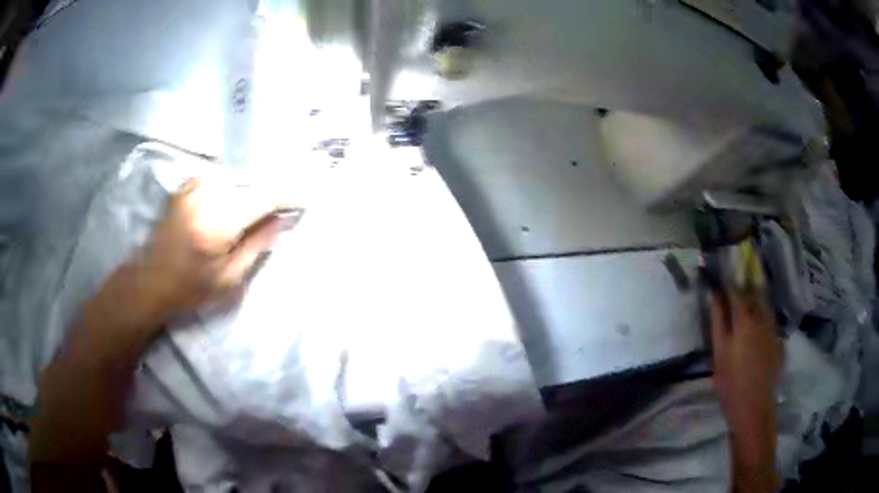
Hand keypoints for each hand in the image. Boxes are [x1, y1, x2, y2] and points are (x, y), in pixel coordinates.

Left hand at [132, 177, 286, 323]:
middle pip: (252, 181)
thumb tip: (280, 220)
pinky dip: (232, 183)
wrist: (150, 280)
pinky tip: (234, 198)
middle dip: (270, 191)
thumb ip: (257, 245)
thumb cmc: (190, 288)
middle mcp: (207, 195)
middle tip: (283, 207)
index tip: (304, 200)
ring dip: (252, 186)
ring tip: (260, 204)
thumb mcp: (229, 279)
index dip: (288, 196)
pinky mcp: (186, 186)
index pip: (264, 197)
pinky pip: (218, 176)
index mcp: (219, 222)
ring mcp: (193, 187)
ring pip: (236, 175)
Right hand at [710, 290, 782, 490]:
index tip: (720, 274)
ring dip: (756, 298)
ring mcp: (773, 328)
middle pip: (755, 292)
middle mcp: (762, 317)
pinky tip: (758, 324)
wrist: (754, 408)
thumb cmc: (731, 383)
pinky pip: (771, 318)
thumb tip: (714, 295)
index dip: (728, 281)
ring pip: (765, 304)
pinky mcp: (779, 340)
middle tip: (735, 284)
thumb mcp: (719, 353)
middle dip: (745, 285)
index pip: (737, 290)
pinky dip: (764, 314)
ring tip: (747, 300)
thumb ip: (718, 321)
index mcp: (745, 319)